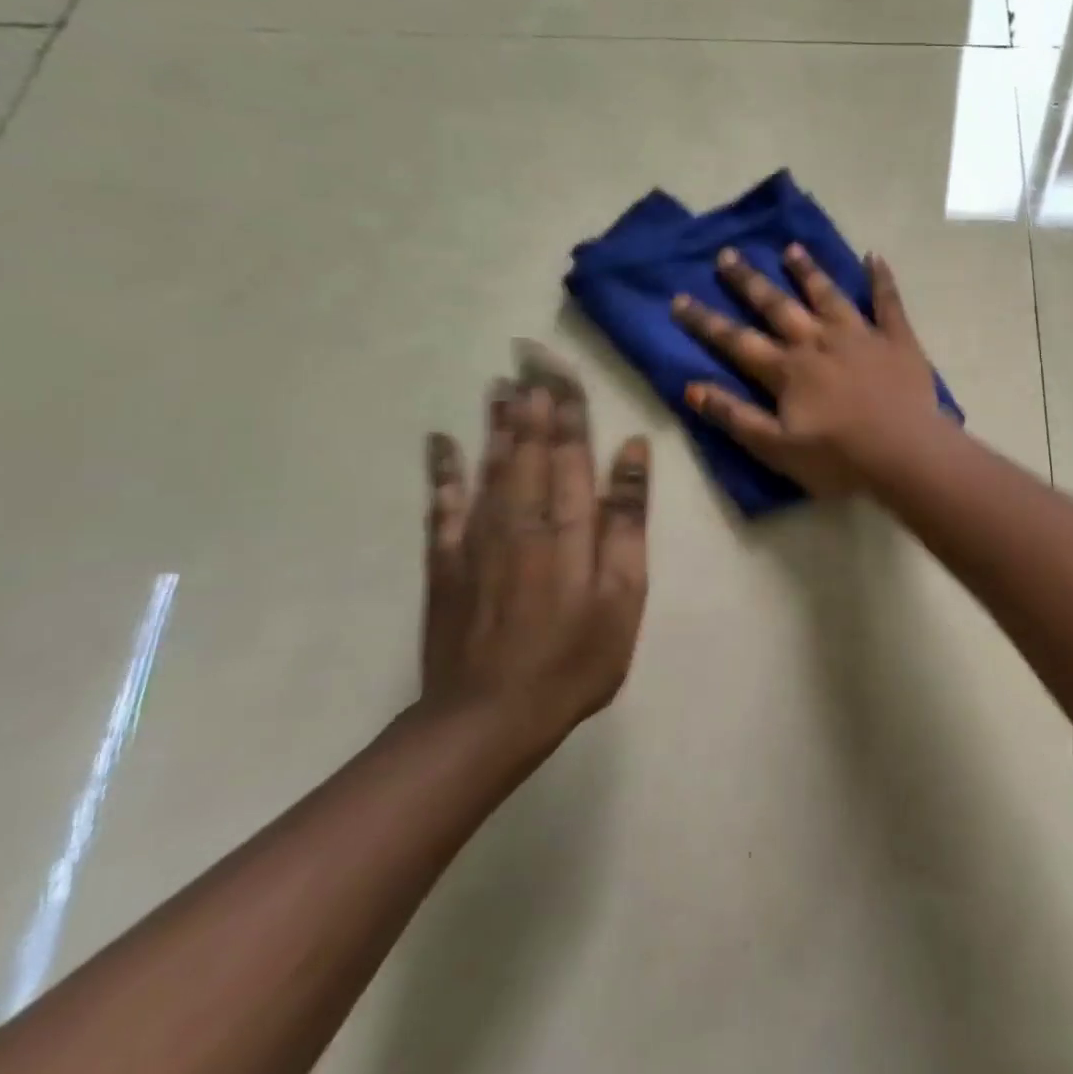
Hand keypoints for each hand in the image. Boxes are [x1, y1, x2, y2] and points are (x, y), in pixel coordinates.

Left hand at [420, 343, 651, 744]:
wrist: (489, 716)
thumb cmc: (576, 657)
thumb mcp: (624, 592)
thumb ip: (626, 519)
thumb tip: (631, 451)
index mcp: (569, 524)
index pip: (570, 450)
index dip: (569, 408)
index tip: (564, 369)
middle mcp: (521, 517)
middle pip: (528, 447)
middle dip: (532, 401)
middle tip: (528, 356)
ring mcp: (477, 538)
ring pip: (489, 464)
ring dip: (496, 422)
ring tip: (501, 383)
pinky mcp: (446, 562)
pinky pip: (442, 504)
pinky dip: (442, 470)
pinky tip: (441, 441)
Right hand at [671, 245, 945, 496]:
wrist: (905, 454)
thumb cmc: (839, 459)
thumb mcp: (777, 448)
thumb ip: (735, 417)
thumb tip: (691, 388)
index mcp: (788, 370)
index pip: (737, 341)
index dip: (705, 322)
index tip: (679, 298)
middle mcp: (819, 341)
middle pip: (777, 306)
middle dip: (750, 281)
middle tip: (728, 254)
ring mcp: (860, 335)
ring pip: (828, 295)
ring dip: (808, 271)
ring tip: (791, 248)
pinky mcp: (897, 339)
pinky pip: (888, 301)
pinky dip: (881, 278)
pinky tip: (874, 256)